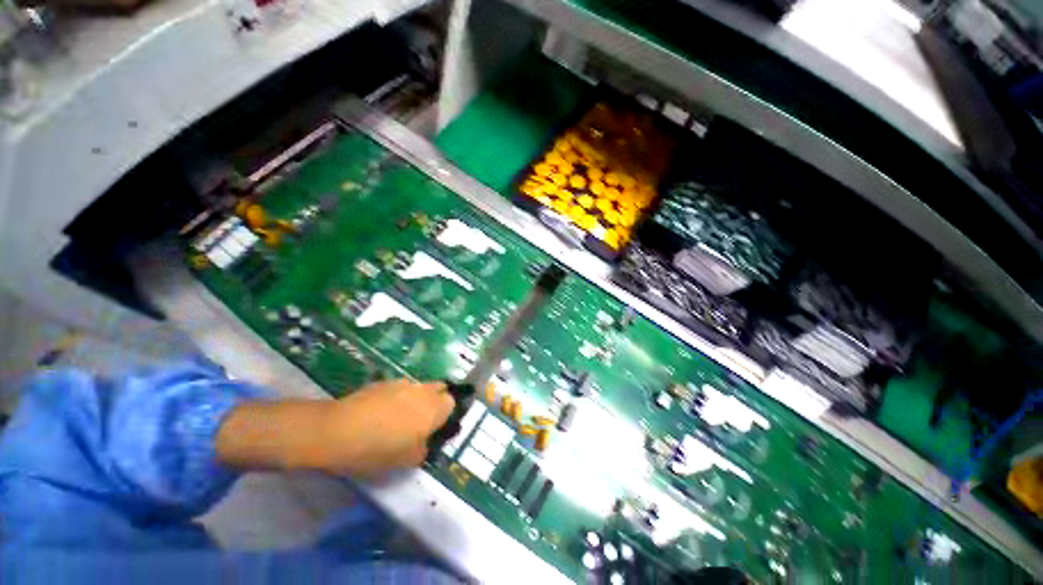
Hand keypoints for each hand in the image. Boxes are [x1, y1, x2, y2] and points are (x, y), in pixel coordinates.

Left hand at [320, 379, 454, 476]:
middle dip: (435, 401)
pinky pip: (398, 388)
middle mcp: (423, 390)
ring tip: (396, 418)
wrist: (338, 430)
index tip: (434, 429)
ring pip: (418, 388)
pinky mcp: (383, 381)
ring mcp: (402, 383)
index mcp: (434, 408)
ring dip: (415, 399)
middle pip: (439, 388)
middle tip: (420, 421)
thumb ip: (423, 450)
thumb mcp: (405, 460)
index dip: (445, 415)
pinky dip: (395, 397)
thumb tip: (424, 444)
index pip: (451, 403)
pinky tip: (378, 413)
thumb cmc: (378, 448)